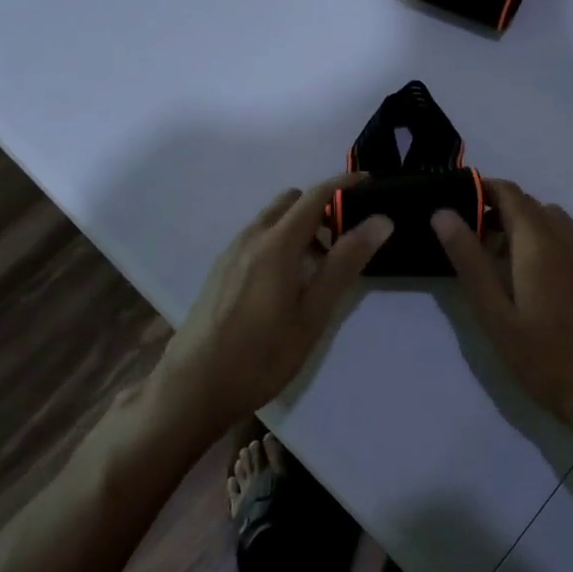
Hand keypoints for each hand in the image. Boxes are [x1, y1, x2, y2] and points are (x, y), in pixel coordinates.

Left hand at [152, 175, 392, 438]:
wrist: (193, 388)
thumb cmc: (262, 355)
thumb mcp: (313, 314)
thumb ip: (345, 264)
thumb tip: (380, 221)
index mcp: (276, 244)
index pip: (315, 195)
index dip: (344, 184)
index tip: (370, 183)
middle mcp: (251, 237)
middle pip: (291, 201)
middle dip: (322, 206)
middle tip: (346, 238)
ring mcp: (231, 252)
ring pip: (272, 219)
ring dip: (300, 225)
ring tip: (321, 265)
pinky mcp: (220, 269)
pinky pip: (257, 237)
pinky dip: (280, 240)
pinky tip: (288, 281)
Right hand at [431, 179, 572, 423]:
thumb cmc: (542, 358)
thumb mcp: (494, 314)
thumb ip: (469, 261)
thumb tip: (444, 213)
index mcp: (538, 243)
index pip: (509, 193)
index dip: (482, 189)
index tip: (457, 202)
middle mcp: (567, 240)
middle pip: (530, 204)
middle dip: (499, 209)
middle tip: (470, 238)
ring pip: (551, 220)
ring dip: (523, 224)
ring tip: (499, 258)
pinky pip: (567, 239)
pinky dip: (544, 240)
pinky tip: (531, 278)